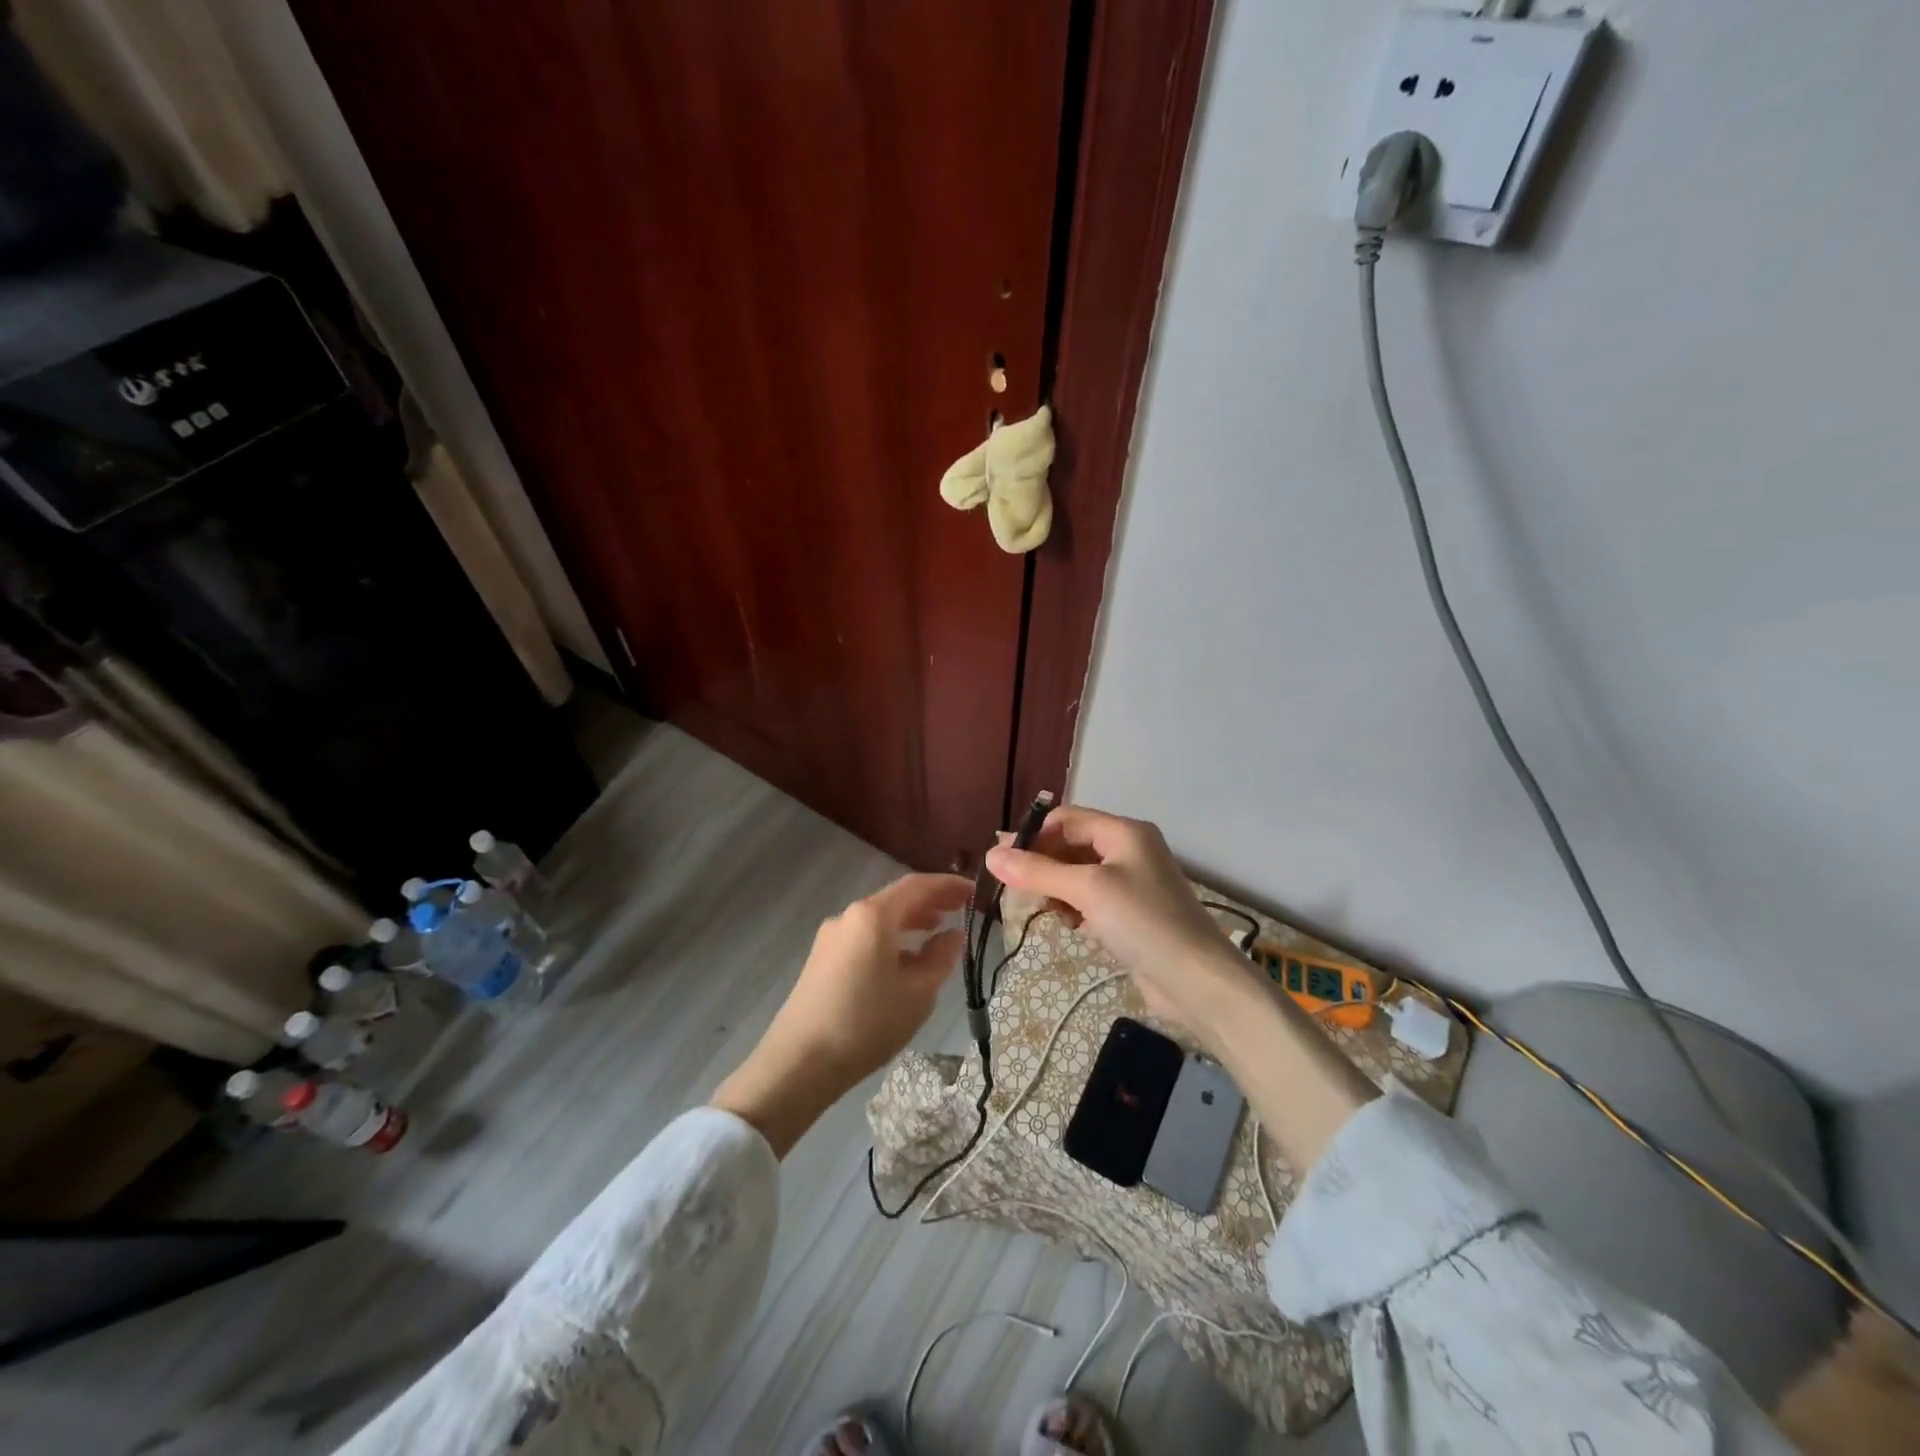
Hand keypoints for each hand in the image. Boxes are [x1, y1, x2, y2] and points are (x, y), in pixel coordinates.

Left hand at [712, 873, 968, 1156]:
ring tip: (937, 930)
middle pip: (895, 899)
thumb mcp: (917, 993)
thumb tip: (954, 935)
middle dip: (930, 901)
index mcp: (873, 916)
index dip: (948, 885)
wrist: (799, 1062)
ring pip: (878, 918)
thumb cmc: (867, 1023)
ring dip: (909, 920)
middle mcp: (849, 916)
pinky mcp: (821, 959)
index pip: (917, 886)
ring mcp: (831, 937)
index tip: (974, 891)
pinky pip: (863, 936)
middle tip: (960, 909)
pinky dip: (890, 938)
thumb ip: (940, 958)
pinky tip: (904, 960)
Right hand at [986, 805, 1248, 1043]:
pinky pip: (1090, 899)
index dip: (1033, 835)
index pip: (1066, 819)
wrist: (1196, 981)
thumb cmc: (1142, 922)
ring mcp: (1131, 883)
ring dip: (1056, 889)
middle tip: (1017, 890)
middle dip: (1043, 864)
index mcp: (1124, 831)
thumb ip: (1037, 872)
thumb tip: (990, 854)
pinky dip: (1074, 908)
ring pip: (1078, 874)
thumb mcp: (1086, 891)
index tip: (1003, 861)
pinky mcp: (1131, 913)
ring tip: (1046, 910)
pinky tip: (1070, 926)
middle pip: (1071, 845)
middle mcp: (1128, 850)